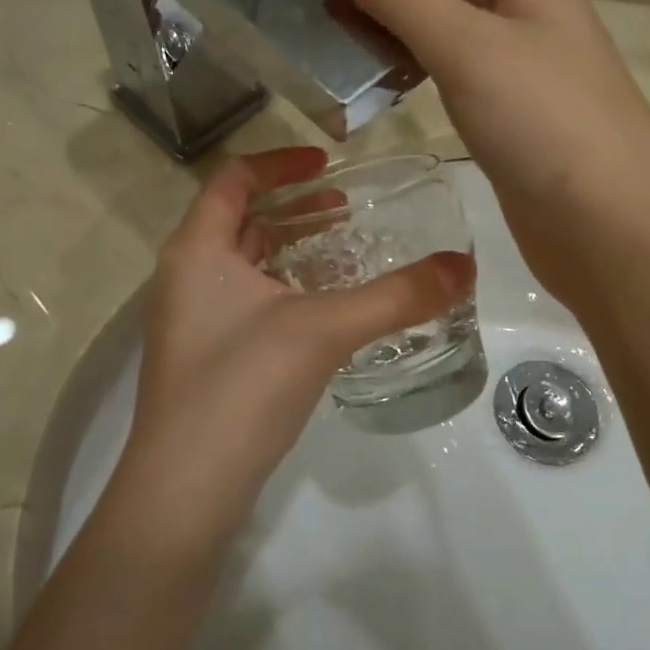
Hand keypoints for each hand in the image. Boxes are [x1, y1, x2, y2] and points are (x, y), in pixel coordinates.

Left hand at [110, 146, 474, 548]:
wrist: (186, 487)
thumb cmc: (242, 386)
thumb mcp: (324, 329)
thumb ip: (397, 296)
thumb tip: (464, 266)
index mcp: (197, 248)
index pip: (234, 178)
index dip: (281, 162)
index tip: (329, 164)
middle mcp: (185, 274)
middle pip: (238, 217)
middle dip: (292, 205)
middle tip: (345, 206)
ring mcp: (191, 318)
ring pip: (241, 261)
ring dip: (288, 246)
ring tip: (341, 247)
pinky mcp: (205, 354)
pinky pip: (245, 298)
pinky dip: (282, 285)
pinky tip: (322, 307)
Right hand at [322, 0, 649, 309]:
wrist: (609, 225)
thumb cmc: (547, 122)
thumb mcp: (469, 45)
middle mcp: (531, 18)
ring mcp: (525, 71)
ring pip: (458, 20)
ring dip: (413, 3)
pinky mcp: (512, 120)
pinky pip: (456, 69)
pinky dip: (421, 56)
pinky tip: (394, 63)